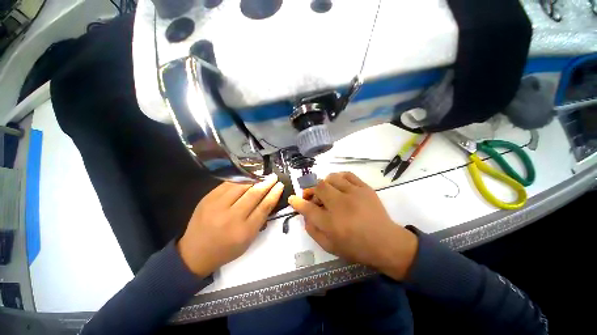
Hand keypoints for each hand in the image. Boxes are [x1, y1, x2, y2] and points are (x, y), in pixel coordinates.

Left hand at [178, 175, 283, 276]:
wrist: (194, 253)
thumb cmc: (226, 249)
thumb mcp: (248, 240)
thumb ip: (260, 220)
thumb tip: (269, 199)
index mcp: (244, 231)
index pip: (264, 207)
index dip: (274, 194)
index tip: (280, 185)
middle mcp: (231, 217)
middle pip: (253, 194)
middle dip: (266, 183)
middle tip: (273, 177)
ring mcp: (217, 206)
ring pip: (241, 186)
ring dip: (254, 179)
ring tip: (262, 175)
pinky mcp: (207, 199)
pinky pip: (228, 184)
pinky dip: (240, 180)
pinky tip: (247, 177)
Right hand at [288, 172, 417, 280]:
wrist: (386, 243)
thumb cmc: (356, 247)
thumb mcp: (329, 246)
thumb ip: (312, 231)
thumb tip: (304, 215)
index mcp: (331, 224)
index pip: (308, 209)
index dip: (297, 202)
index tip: (292, 198)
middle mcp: (341, 206)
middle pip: (319, 187)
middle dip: (311, 190)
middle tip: (313, 196)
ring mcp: (354, 194)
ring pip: (331, 178)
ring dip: (325, 183)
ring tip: (328, 191)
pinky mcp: (365, 188)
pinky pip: (347, 175)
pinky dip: (339, 177)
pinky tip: (340, 185)